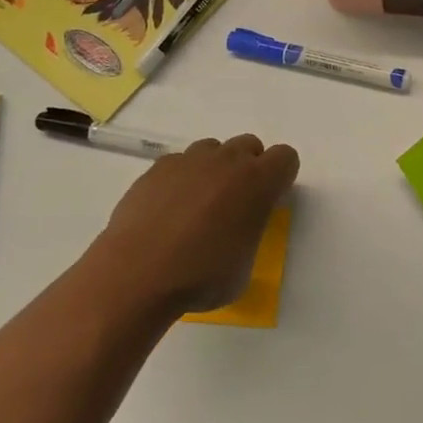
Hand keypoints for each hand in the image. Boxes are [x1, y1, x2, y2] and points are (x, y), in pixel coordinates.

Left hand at [86, 134, 299, 318]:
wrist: (137, 274)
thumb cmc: (201, 277)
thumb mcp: (245, 265)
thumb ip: (249, 233)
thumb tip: (236, 229)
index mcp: (258, 183)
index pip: (286, 157)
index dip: (280, 177)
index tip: (269, 200)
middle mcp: (227, 161)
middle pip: (249, 145)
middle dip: (248, 167)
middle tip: (235, 203)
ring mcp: (189, 160)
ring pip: (213, 149)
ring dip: (214, 169)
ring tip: (199, 204)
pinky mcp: (157, 168)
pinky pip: (179, 163)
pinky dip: (180, 179)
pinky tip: (167, 209)